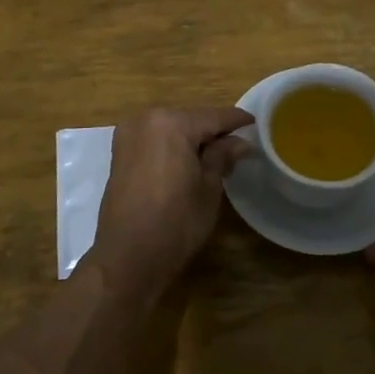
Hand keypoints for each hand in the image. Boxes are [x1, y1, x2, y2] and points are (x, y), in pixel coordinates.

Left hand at [92, 107, 253, 290]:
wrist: (128, 257)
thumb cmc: (176, 221)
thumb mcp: (208, 187)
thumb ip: (222, 156)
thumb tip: (240, 142)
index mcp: (171, 123)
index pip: (213, 116)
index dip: (236, 121)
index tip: (255, 123)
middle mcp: (146, 120)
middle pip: (190, 120)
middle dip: (213, 132)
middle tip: (237, 147)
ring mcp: (128, 135)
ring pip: (171, 129)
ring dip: (191, 139)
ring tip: (216, 157)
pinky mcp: (119, 153)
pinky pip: (154, 141)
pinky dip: (172, 147)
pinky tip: (188, 162)